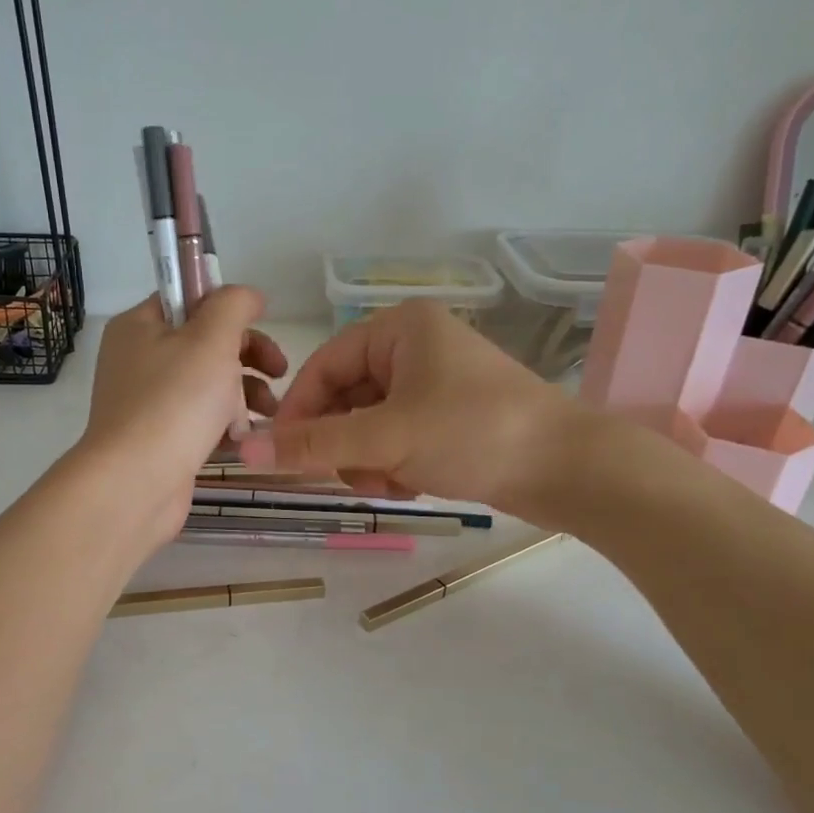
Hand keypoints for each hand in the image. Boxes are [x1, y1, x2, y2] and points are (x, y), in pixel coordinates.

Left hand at [78, 289, 287, 543]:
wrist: (136, 483)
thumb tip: (248, 295)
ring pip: (208, 384)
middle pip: (204, 343)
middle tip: (279, 371)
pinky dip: (227, 423)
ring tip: (269, 412)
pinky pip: (201, 419)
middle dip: (248, 355)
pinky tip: (248, 438)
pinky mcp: (161, 439)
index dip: (229, 308)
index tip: (264, 324)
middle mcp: (139, 360)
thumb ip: (234, 305)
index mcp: (140, 326)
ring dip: (245, 392)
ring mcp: (148, 402)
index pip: (188, 299)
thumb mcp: (211, 339)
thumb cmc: (175, 402)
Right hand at [240, 300, 590, 513]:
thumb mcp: (387, 438)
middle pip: (345, 397)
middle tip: (349, 477)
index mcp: (400, 328)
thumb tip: (244, 451)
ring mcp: (434, 383)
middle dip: (343, 443)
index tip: (279, 456)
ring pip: (369, 424)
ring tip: (390, 483)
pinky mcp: (450, 417)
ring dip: (368, 459)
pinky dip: (394, 463)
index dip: (298, 412)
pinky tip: (411, 484)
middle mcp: (415, 347)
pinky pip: (397, 437)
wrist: (569, 469)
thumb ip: (314, 445)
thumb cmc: (474, 433)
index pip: (323, 366)